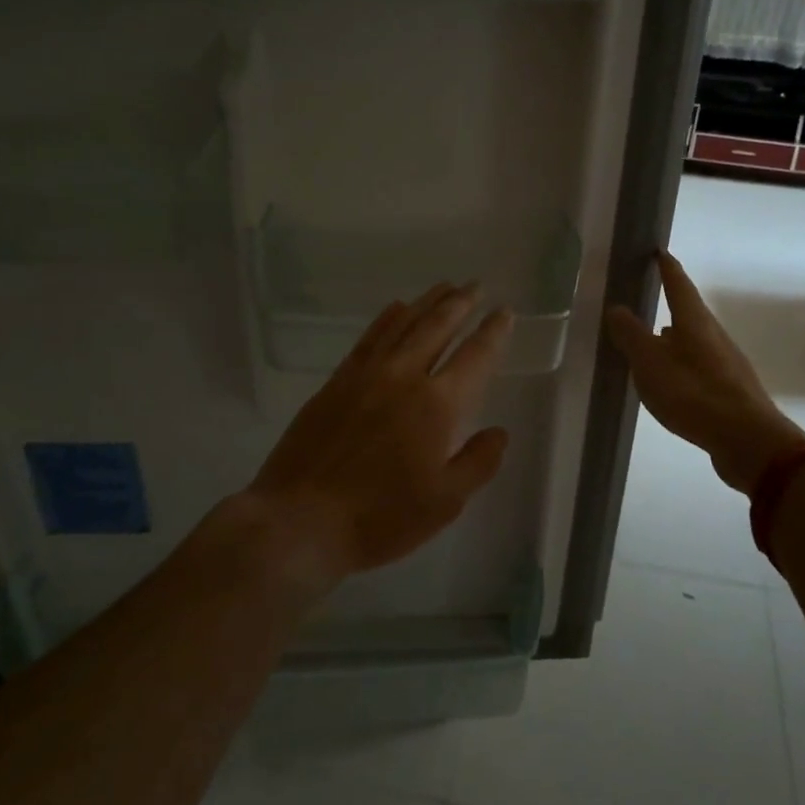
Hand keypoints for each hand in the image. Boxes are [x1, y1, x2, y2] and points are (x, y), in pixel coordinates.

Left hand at [246, 283, 513, 596]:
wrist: (299, 519)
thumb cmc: (379, 518)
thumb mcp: (444, 502)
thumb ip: (478, 462)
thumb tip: (498, 431)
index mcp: (438, 405)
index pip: (475, 356)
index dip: (493, 332)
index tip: (505, 312)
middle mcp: (404, 376)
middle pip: (437, 326)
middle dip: (461, 303)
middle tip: (475, 285)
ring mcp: (366, 375)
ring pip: (403, 324)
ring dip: (427, 302)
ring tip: (444, 286)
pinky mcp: (337, 381)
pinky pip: (369, 338)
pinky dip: (387, 318)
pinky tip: (396, 309)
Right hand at [605, 251, 804, 493]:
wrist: (747, 440)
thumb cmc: (693, 393)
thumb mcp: (650, 363)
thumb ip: (631, 335)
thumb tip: (617, 308)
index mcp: (695, 322)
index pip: (678, 285)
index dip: (667, 268)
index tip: (659, 251)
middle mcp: (714, 335)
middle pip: (690, 312)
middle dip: (671, 304)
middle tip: (649, 299)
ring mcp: (726, 362)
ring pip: (695, 341)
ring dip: (675, 338)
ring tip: (654, 341)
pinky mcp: (730, 389)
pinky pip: (700, 366)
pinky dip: (682, 363)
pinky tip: (673, 379)